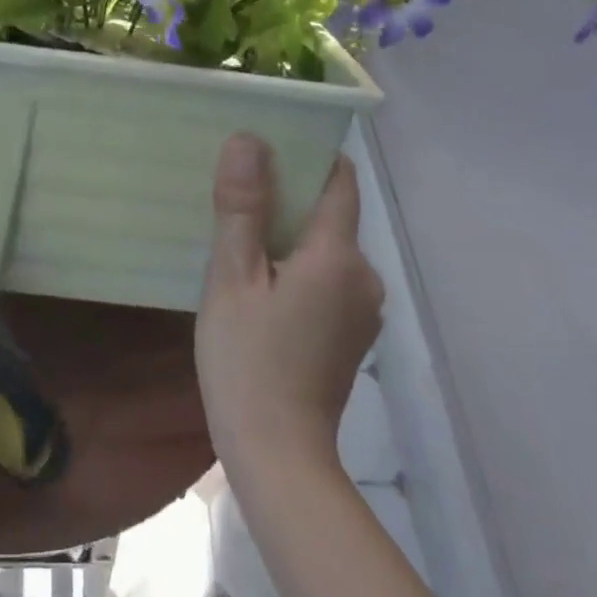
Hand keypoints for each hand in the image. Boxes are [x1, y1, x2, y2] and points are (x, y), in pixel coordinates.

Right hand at [195, 133, 384, 480]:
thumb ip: (242, 207)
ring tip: (240, 233)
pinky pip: (327, 278)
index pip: (339, 180)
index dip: (308, 154)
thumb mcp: (232, 278)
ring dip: (289, 235)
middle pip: (331, 213)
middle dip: (288, 195)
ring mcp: (362, 309)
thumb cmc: (247, 360)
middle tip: (235, 191)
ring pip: (326, 248)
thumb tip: (248, 139)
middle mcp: (364, 276)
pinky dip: (297, 266)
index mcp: (339, 256)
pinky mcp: (351, 334)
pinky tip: (259, 280)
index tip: (267, 142)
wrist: (278, 456)